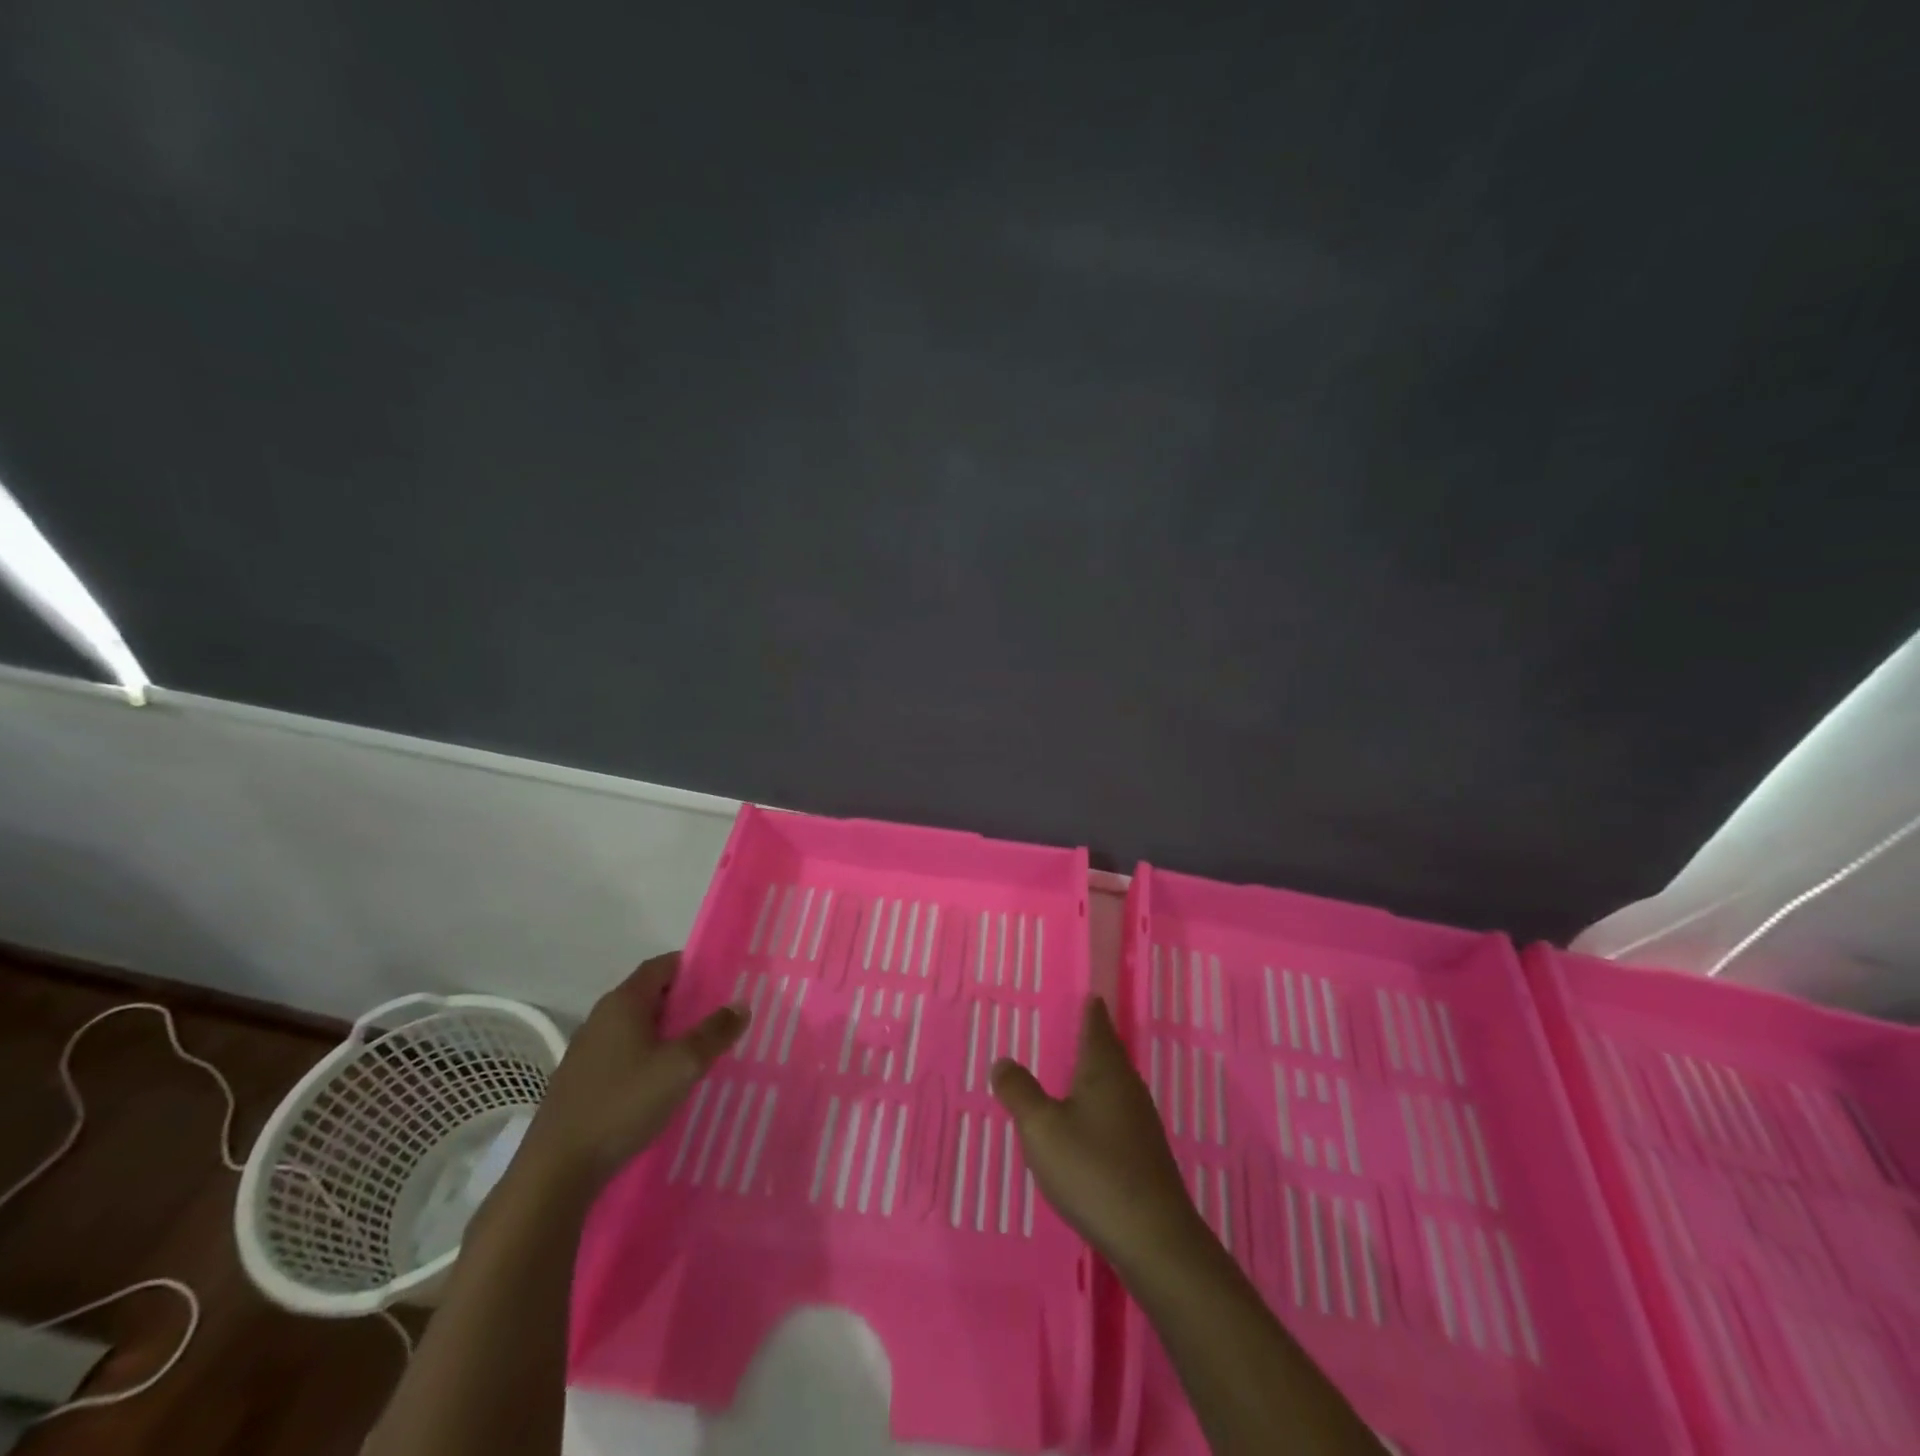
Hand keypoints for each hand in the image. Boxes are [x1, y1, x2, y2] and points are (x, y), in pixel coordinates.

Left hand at [521, 953, 748, 1189]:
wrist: (557, 1170)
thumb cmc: (623, 1104)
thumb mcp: (681, 1067)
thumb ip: (714, 1033)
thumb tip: (740, 1004)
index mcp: (623, 1003)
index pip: (661, 965)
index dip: (692, 967)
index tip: (722, 979)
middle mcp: (601, 1017)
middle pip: (649, 994)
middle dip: (684, 1000)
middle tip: (719, 1015)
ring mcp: (587, 1050)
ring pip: (636, 1026)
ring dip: (666, 1031)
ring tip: (699, 1048)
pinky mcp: (581, 1080)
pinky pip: (623, 1052)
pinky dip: (647, 1055)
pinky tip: (664, 1081)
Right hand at [991, 996, 1206, 1275]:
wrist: (1152, 1237)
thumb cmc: (1092, 1170)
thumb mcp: (1041, 1129)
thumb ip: (1019, 1092)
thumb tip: (1003, 1060)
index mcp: (1104, 1071)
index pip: (1097, 1027)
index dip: (1091, 1010)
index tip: (1090, 994)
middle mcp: (1128, 1087)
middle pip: (1111, 1054)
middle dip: (1095, 1040)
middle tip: (1078, 1027)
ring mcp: (1142, 1122)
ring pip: (1116, 1085)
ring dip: (1098, 1075)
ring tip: (1078, 1073)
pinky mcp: (1146, 1154)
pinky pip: (1120, 1113)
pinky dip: (1103, 1107)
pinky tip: (1091, 1126)